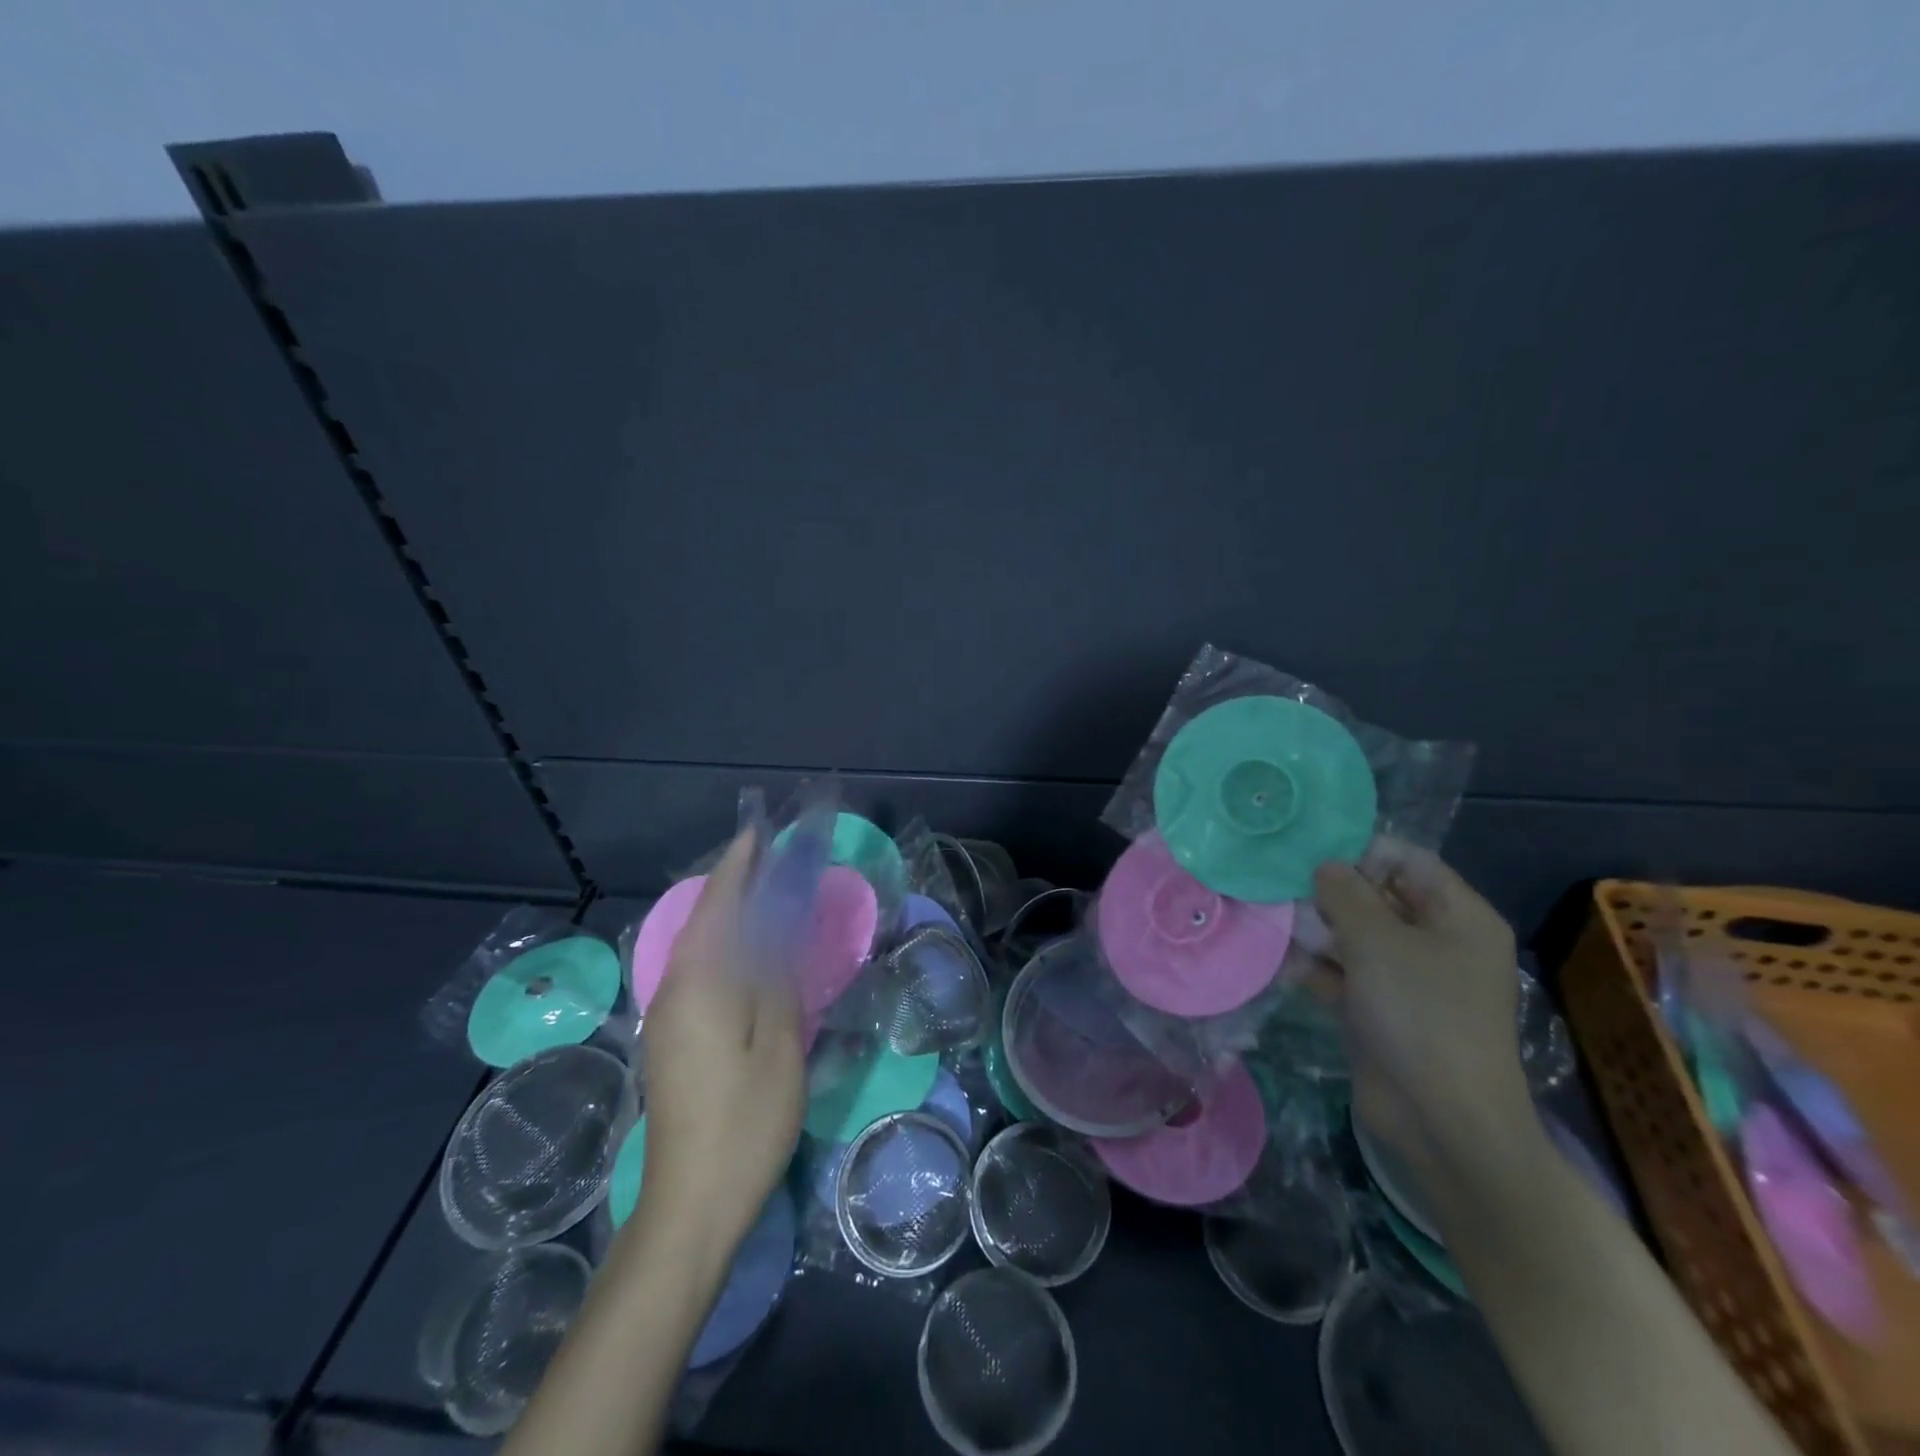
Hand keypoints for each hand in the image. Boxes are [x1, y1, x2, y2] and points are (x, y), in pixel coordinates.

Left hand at [634, 827, 805, 1267]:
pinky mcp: (672, 1038)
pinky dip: (724, 944)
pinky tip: (747, 951)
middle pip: (705, 920)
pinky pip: (699, 970)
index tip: (758, 831)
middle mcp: (675, 989)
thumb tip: (777, 934)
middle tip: (770, 858)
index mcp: (701, 984)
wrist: (690, 1204)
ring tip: (764, 892)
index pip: (720, 905)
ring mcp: (668, 1016)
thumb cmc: (744, 1122)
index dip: (739, 865)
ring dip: (728, 913)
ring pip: (700, 945)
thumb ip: (778, 983)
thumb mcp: (779, 1047)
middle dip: (733, 883)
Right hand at [1312, 839, 1528, 1174]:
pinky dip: (1316, 967)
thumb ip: (1345, 893)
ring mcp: (1409, 980)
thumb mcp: (1377, 940)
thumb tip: (1325, 867)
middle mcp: (1437, 942)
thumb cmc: (1419, 1014)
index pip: (1407, 860)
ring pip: (1355, 935)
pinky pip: (1345, 973)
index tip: (1308, 853)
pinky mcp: (1382, 1010)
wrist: (1440, 1121)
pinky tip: (1280, 962)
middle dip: (1329, 892)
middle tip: (1279, 887)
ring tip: (1271, 921)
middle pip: (1377, 896)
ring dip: (1315, 929)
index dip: (1360, 851)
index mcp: (1457, 917)